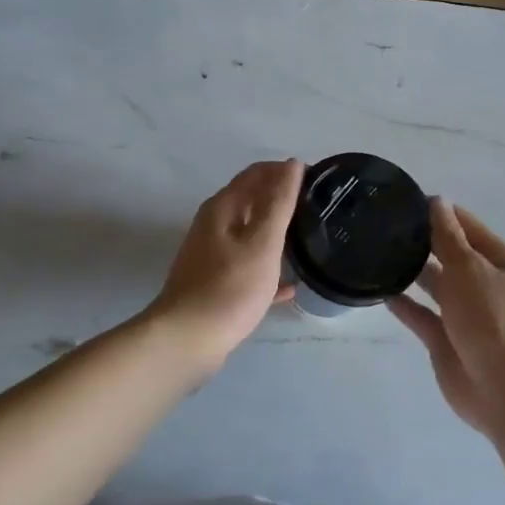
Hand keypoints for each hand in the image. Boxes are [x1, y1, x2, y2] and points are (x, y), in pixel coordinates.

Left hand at [145, 159, 302, 371]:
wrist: (187, 340)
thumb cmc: (230, 287)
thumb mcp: (263, 242)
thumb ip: (279, 202)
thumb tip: (292, 164)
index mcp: (223, 208)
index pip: (257, 173)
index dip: (285, 171)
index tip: (317, 180)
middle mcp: (213, 225)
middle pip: (252, 200)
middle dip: (282, 199)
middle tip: (317, 208)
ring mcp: (212, 255)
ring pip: (250, 234)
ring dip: (276, 231)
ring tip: (308, 239)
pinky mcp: (214, 283)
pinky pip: (247, 266)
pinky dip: (267, 267)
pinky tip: (290, 285)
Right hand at [388, 198, 504, 438]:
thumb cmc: (493, 317)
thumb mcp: (469, 267)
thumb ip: (448, 236)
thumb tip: (438, 201)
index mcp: (498, 261)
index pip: (466, 226)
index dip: (440, 212)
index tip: (405, 201)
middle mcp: (482, 283)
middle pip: (450, 255)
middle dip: (423, 241)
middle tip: (383, 225)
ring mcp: (464, 314)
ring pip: (435, 285)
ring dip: (412, 271)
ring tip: (378, 253)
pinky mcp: (445, 341)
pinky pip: (422, 316)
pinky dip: (404, 304)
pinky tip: (381, 290)